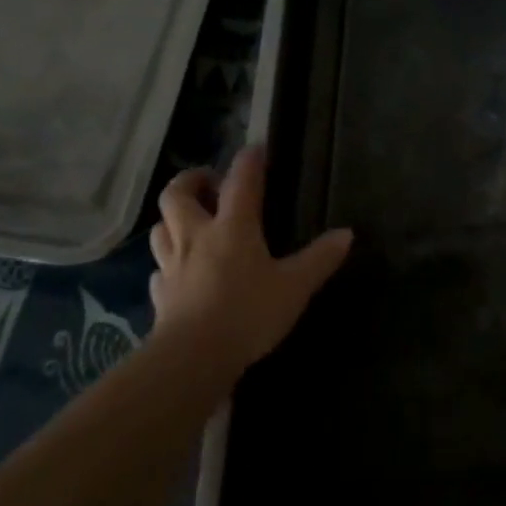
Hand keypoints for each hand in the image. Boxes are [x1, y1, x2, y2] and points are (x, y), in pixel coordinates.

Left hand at [148, 146, 352, 376]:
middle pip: (178, 194)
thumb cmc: (249, 313)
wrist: (194, 356)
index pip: (240, 181)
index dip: (249, 161)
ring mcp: (172, 265)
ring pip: (161, 227)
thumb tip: (347, 233)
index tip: (256, 149)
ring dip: (173, 217)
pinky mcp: (160, 294)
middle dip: (191, 180)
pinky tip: (178, 271)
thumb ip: (320, 258)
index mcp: (233, 227)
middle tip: (209, 183)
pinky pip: (158, 268)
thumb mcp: (295, 286)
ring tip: (191, 221)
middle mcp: (196, 236)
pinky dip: (168, 261)